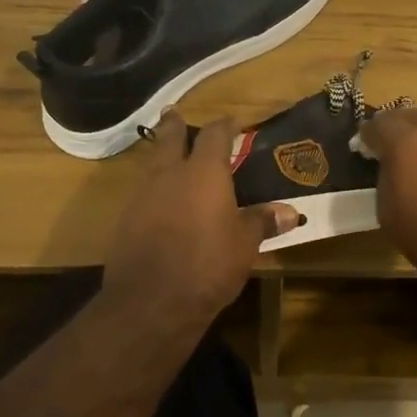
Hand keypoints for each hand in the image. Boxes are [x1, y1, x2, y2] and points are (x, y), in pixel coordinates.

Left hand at [102, 112, 298, 327]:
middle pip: (168, 139)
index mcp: (203, 172)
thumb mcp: (245, 244)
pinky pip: (142, 193)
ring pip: (151, 165)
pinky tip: (160, 202)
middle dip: (174, 125)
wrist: (151, 302)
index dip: (224, 126)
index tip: (232, 122)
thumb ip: (262, 222)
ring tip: (169, 156)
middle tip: (174, 114)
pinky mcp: (125, 221)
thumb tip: (291, 212)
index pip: (214, 135)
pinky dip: (153, 190)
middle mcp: (169, 175)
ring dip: (160, 156)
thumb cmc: (208, 265)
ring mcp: (142, 196)